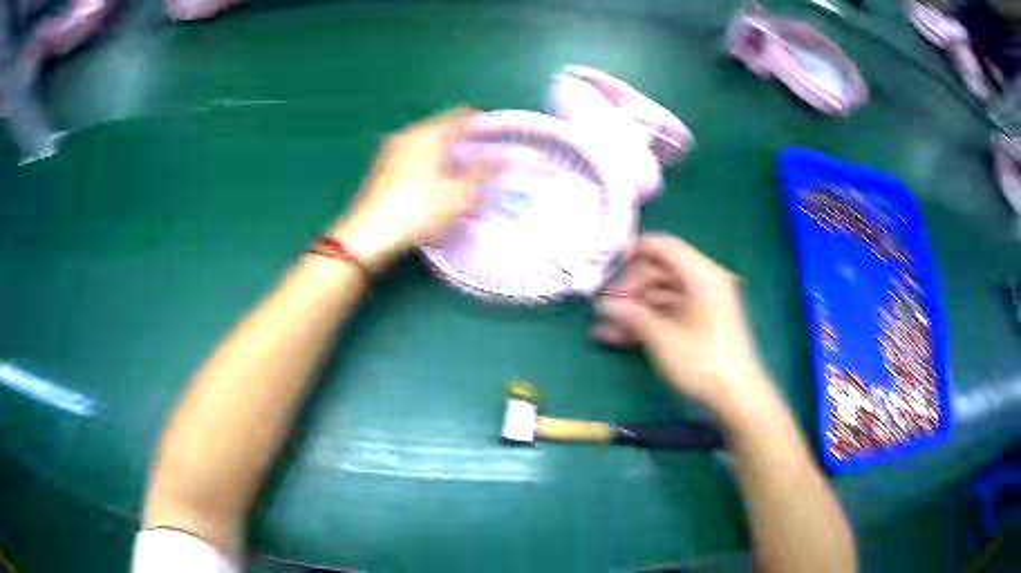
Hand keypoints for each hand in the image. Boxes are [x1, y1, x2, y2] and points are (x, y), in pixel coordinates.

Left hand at [333, 107, 492, 271]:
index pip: (460, 116)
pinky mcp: (382, 170)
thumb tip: (505, 157)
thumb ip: (483, 173)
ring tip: (465, 169)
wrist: (368, 236)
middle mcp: (408, 135)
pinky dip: (430, 162)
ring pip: (427, 143)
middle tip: (486, 154)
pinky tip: (438, 181)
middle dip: (464, 138)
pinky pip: (414, 157)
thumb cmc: (417, 211)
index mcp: (428, 133)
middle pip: (443, 128)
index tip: (500, 134)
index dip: (481, 122)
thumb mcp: (459, 195)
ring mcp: (391, 151)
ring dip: (446, 151)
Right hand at [593, 234, 767, 416]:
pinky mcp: (701, 324)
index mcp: (702, 276)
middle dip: (630, 287)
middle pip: (661, 272)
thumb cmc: (702, 362)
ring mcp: (703, 305)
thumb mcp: (663, 339)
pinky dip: (648, 322)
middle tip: (603, 305)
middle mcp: (704, 283)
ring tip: (603, 325)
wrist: (736, 396)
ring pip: (662, 296)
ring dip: (634, 308)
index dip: (635, 250)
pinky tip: (618, 337)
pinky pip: (670, 313)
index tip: (607, 262)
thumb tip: (603, 305)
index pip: (665, 247)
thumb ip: (632, 315)